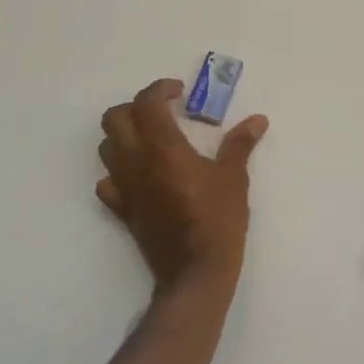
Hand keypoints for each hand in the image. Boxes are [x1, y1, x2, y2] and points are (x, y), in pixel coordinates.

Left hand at [97, 79, 267, 296]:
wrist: (195, 273)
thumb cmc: (217, 221)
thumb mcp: (233, 179)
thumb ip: (240, 144)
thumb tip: (257, 120)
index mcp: (163, 148)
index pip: (146, 103)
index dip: (160, 89)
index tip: (179, 92)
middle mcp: (137, 162)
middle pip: (114, 118)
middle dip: (135, 107)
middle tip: (161, 112)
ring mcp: (125, 188)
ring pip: (106, 148)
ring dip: (123, 136)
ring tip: (150, 139)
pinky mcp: (123, 211)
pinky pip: (107, 183)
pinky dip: (117, 172)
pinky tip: (138, 175)